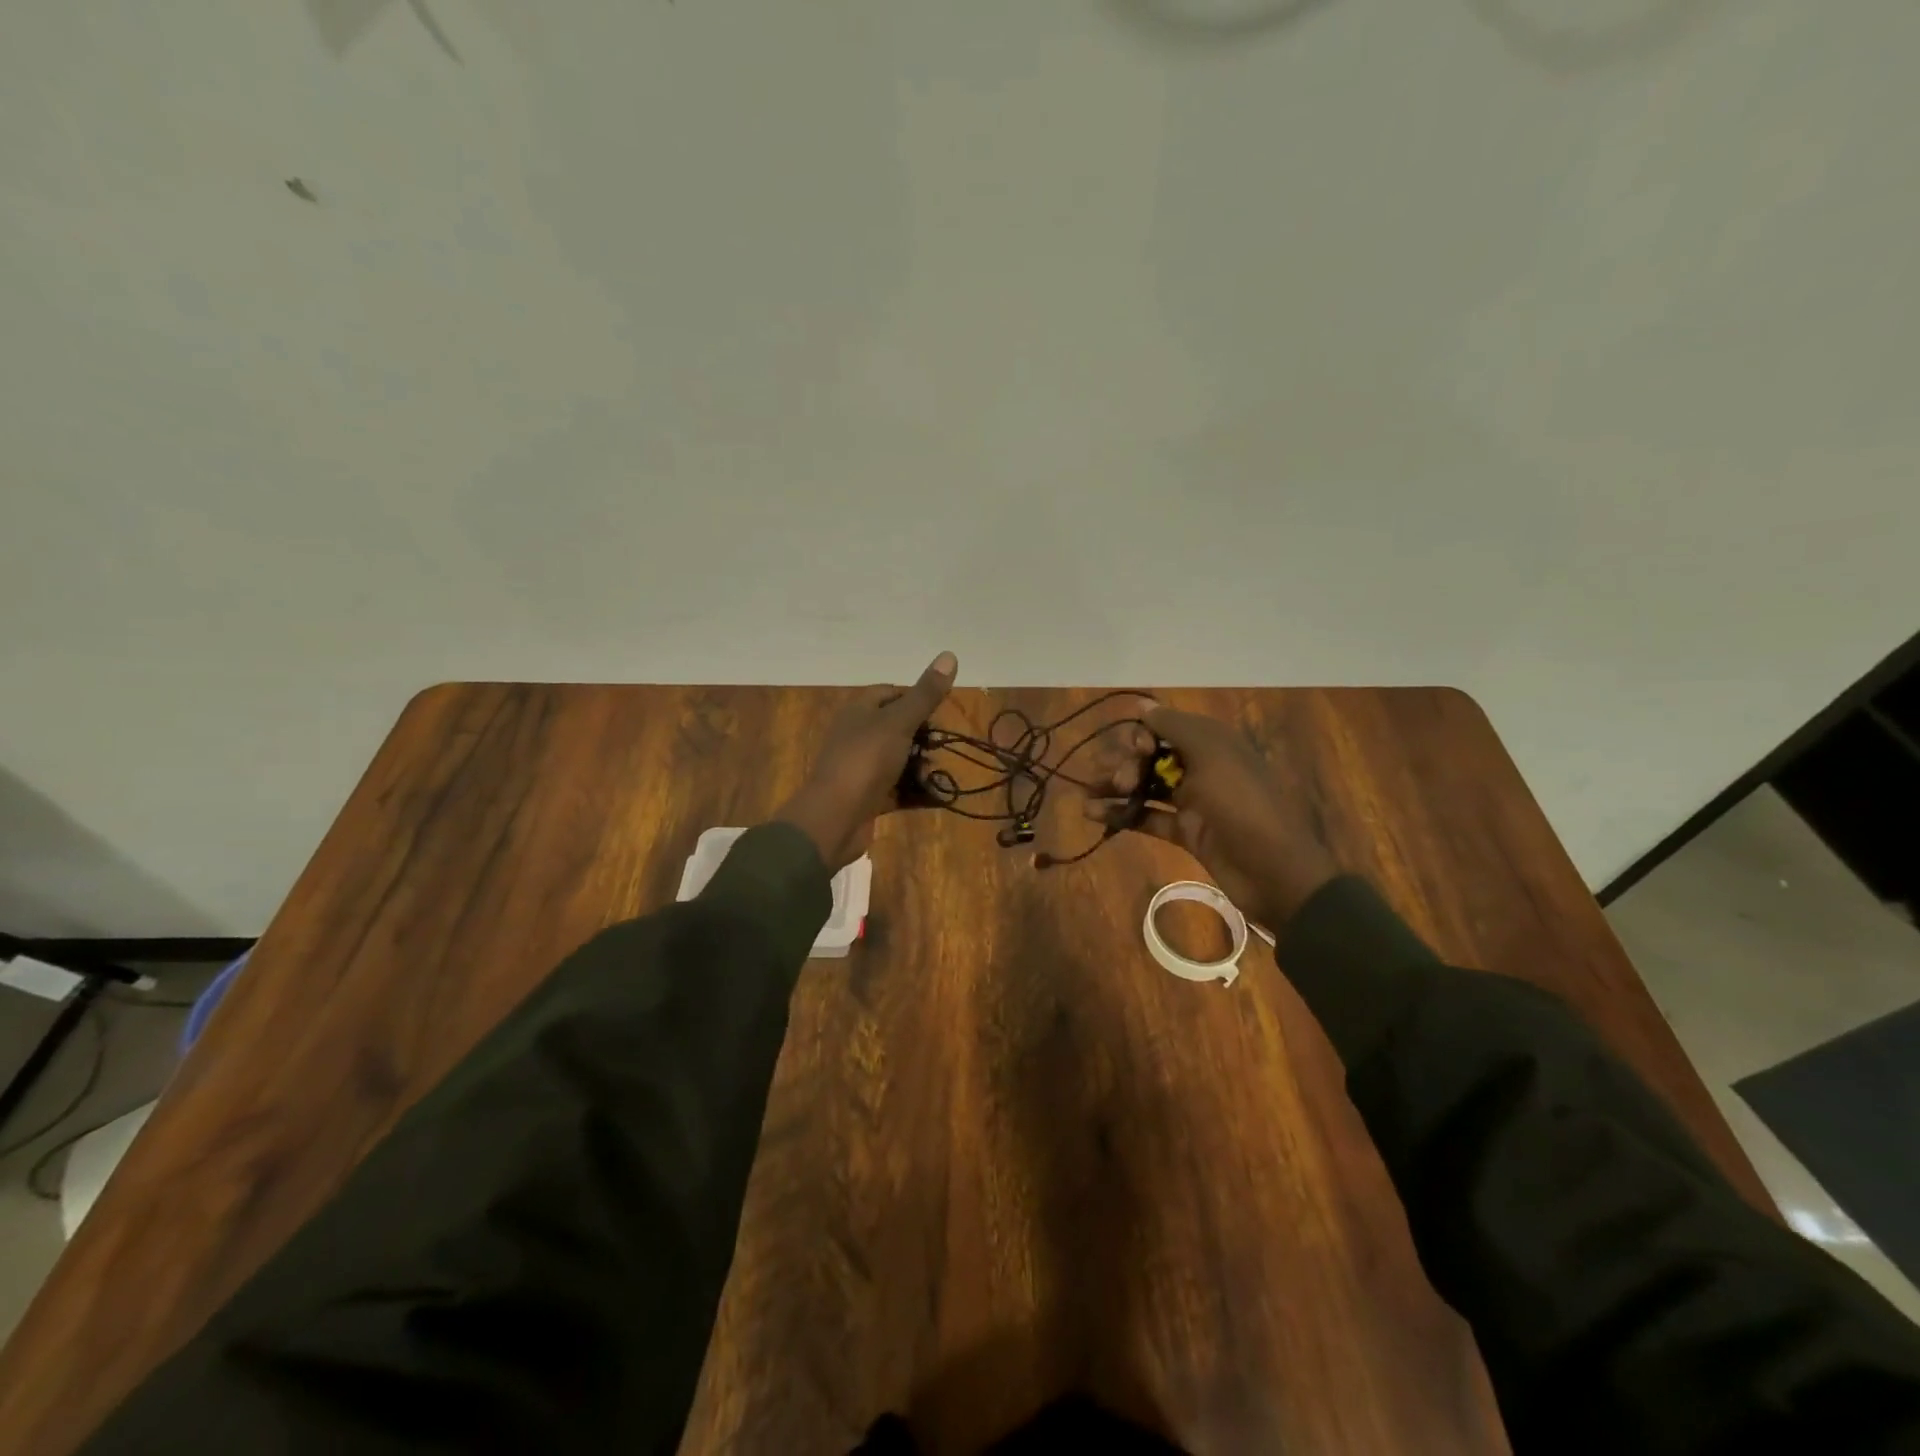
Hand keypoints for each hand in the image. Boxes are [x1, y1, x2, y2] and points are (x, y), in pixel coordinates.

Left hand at [774, 652, 958, 869]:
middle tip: (941, 747)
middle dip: (923, 737)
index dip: (916, 698)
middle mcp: (858, 736)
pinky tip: (935, 796)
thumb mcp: (899, 722)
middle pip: (897, 728)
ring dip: (921, 766)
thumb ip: (925, 694)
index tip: (939, 713)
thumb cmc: (865, 760)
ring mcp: (861, 768)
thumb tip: (949, 654)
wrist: (834, 818)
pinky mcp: (868, 797)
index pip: (890, 693)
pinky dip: (915, 791)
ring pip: (899, 760)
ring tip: (938, 775)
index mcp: (859, 711)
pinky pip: (897, 789)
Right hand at [1084, 703, 1337, 929]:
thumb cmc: (1242, 804)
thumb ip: (1173, 727)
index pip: (1164, 727)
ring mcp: (1193, 801)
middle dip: (1125, 763)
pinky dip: (1122, 814)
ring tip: (1086, 798)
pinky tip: (1094, 815)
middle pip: (1150, 756)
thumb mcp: (1212, 755)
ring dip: (1115, 788)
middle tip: (1116, 781)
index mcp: (1213, 742)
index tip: (1136, 751)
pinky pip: (1148, 817)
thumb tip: (1142, 704)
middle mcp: (1201, 766)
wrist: (1275, 871)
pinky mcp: (1186, 832)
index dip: (1142, 736)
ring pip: (1146, 786)